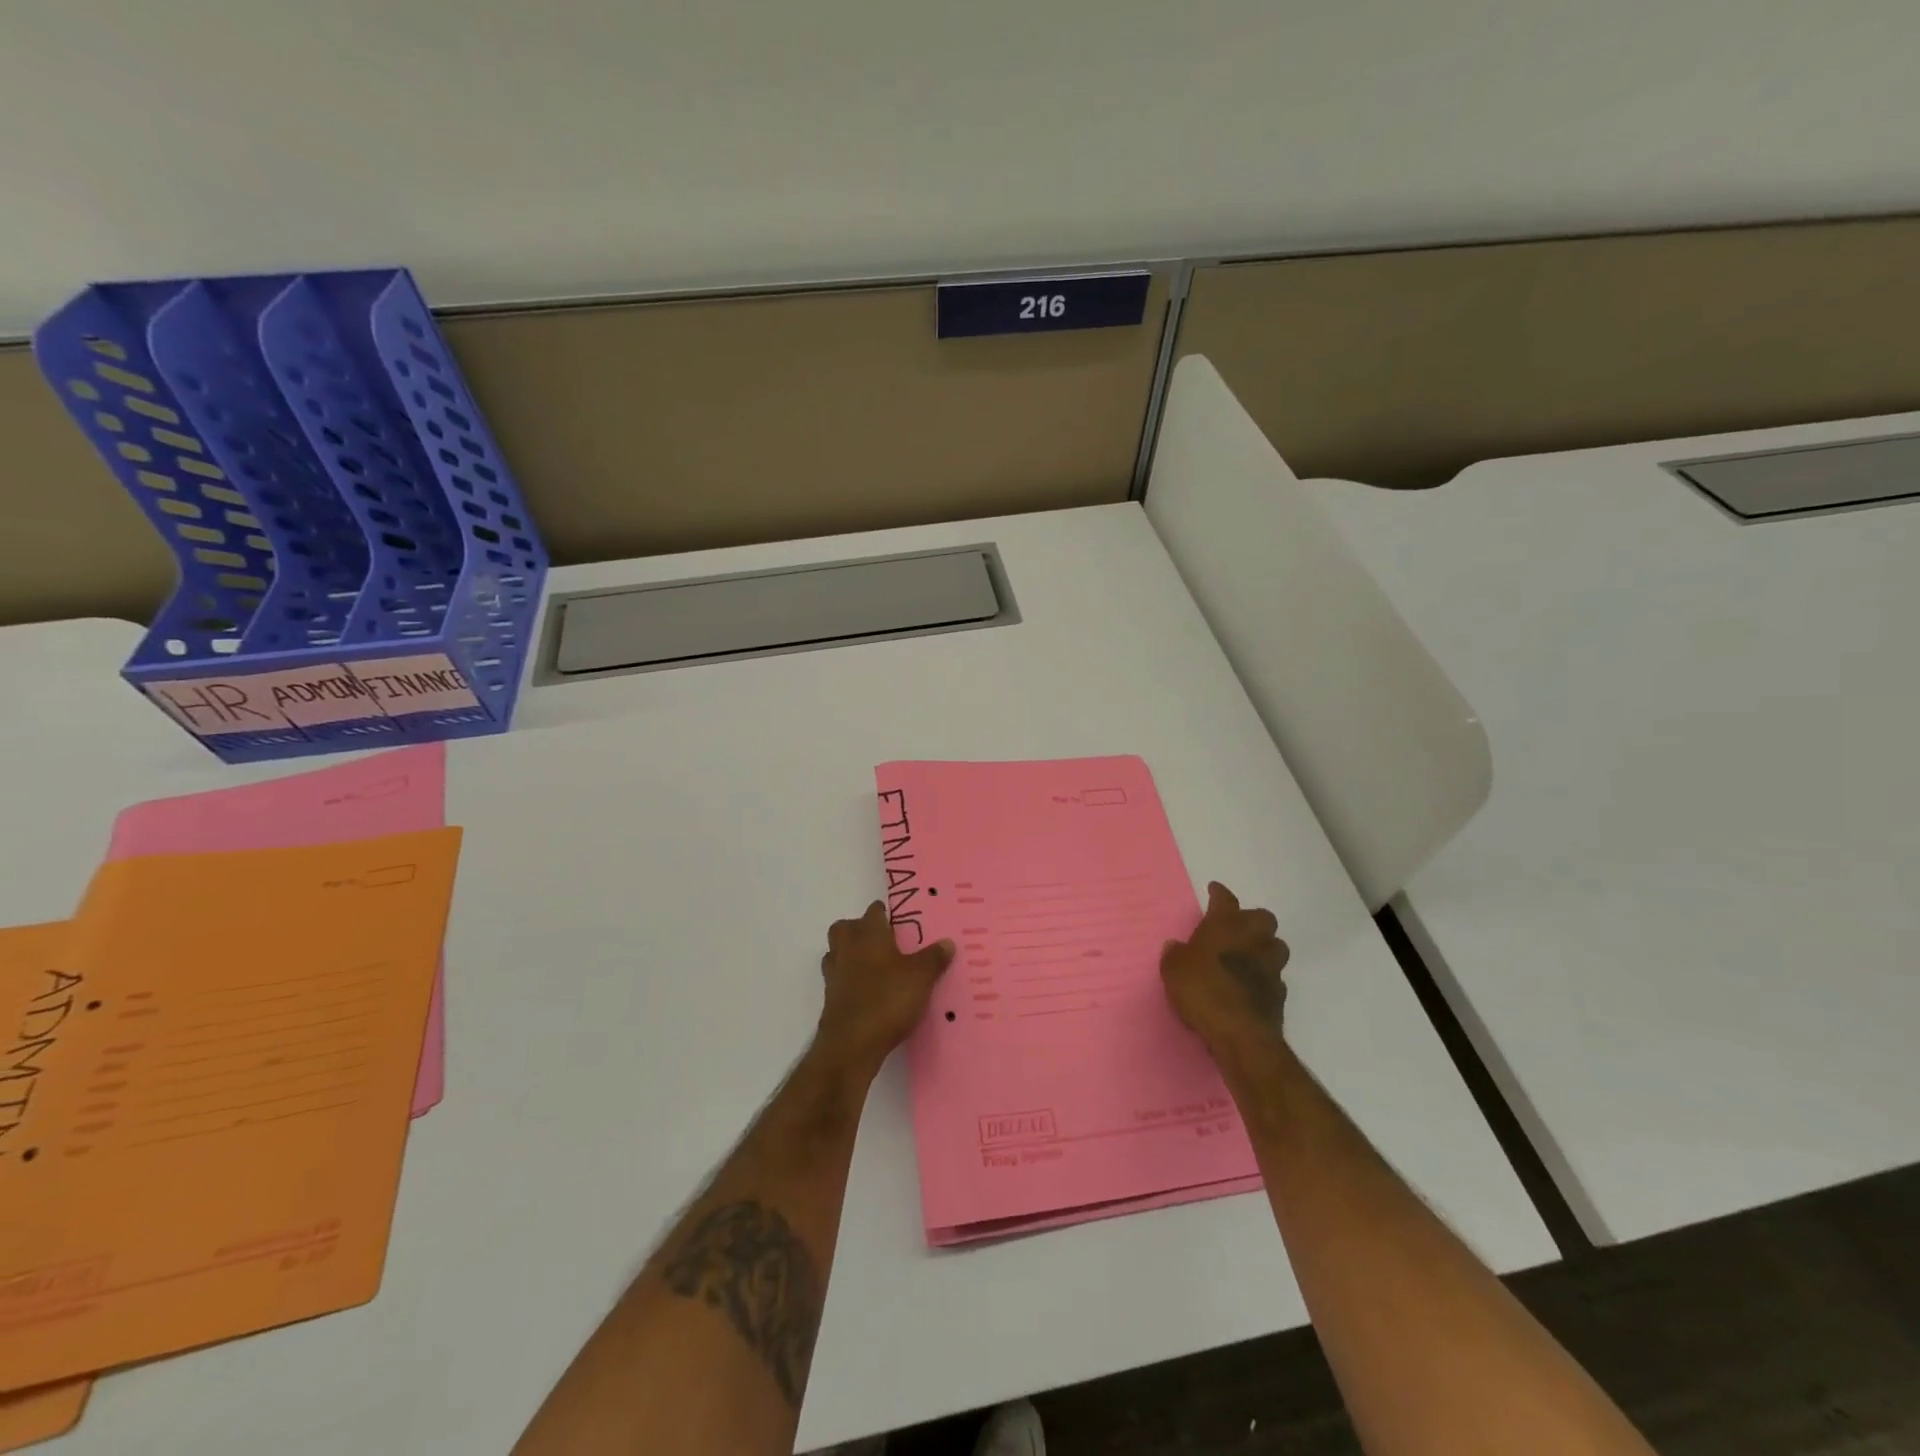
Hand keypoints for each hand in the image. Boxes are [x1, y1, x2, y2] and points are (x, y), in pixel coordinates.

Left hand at [814, 901, 952, 1073]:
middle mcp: (847, 948)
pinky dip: (848, 980)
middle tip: (882, 941)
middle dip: (859, 929)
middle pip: (845, 928)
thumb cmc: (887, 999)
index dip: (885, 913)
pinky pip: (837, 979)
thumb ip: (934, 958)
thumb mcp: (921, 977)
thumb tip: (947, 942)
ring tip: (874, 966)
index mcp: (869, 935)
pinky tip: (866, 992)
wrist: (852, 1044)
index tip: (899, 920)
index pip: (873, 911)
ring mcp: (834, 974)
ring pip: (836, 952)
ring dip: (850, 954)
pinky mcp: (830, 998)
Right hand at [1160, 882, 1290, 1062]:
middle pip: (1261, 917)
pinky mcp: (1279, 994)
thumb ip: (1175, 955)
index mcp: (1226, 926)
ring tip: (1246, 956)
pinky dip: (1263, 977)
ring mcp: (1270, 966)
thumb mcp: (1174, 969)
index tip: (1215, 889)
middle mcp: (1253, 939)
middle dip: (1250, 920)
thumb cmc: (1203, 990)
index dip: (1219, 893)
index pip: (1225, 899)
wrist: (1240, 1034)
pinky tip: (1250, 986)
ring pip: (1275, 946)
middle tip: (1235, 929)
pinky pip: (1274, 976)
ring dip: (1263, 948)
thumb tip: (1177, 946)